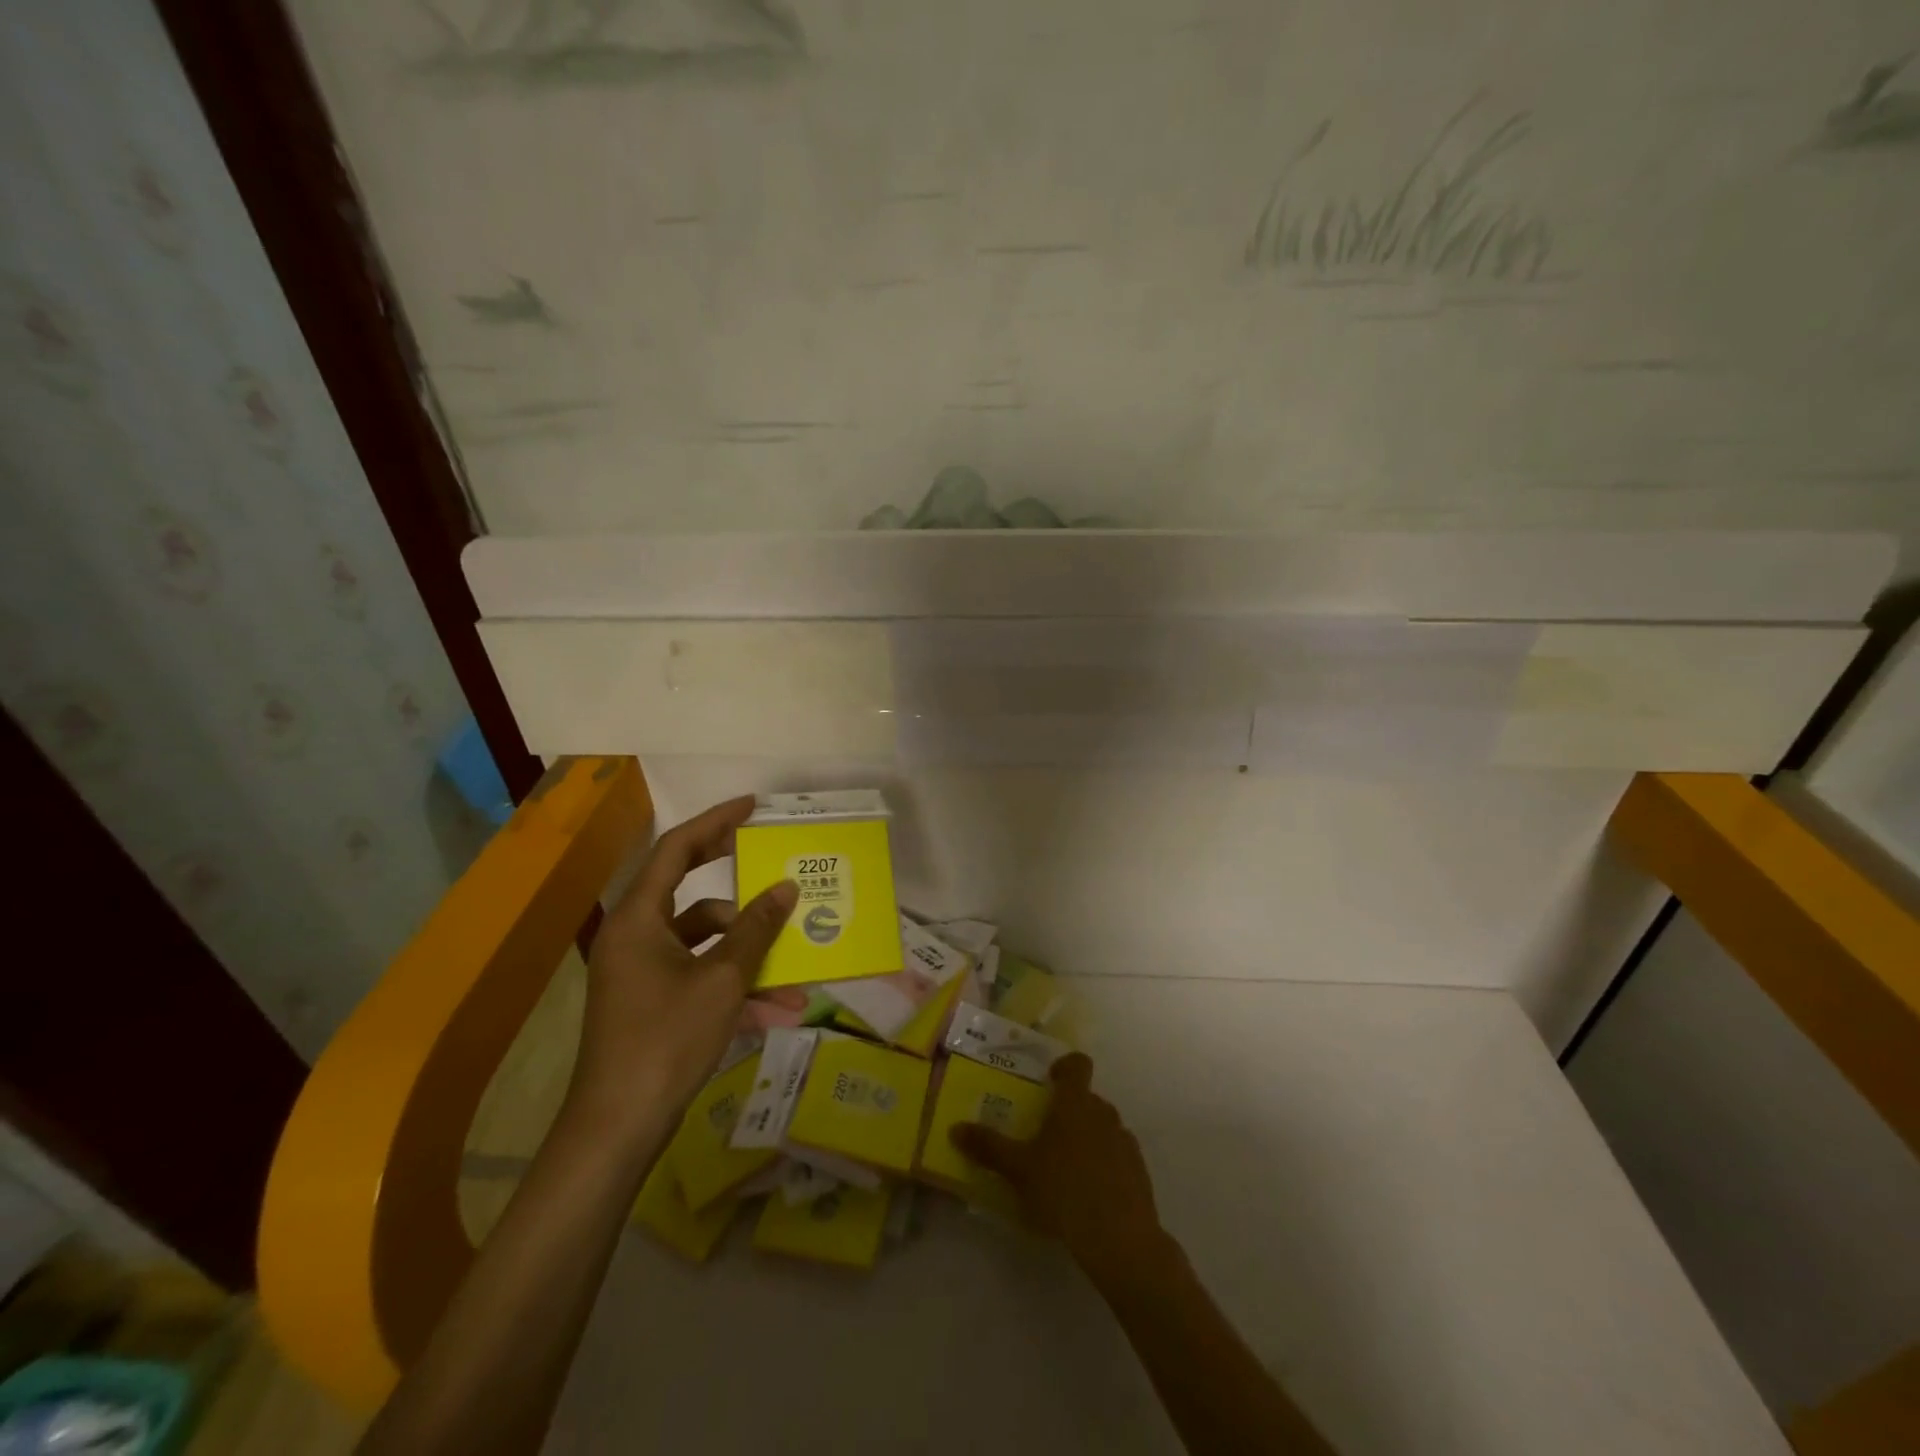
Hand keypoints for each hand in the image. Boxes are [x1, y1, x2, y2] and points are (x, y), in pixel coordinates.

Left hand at [566, 796, 797, 1141]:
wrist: (618, 1128)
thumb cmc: (666, 1039)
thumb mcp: (722, 980)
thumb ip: (756, 930)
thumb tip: (786, 888)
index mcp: (639, 919)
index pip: (675, 849)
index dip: (715, 822)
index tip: (751, 807)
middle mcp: (635, 937)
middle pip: (688, 891)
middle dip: (736, 881)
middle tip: (769, 858)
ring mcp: (642, 973)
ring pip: (703, 943)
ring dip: (748, 954)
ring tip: (794, 973)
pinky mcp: (652, 1004)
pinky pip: (699, 978)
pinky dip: (734, 987)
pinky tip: (777, 1012)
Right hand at [951, 1053, 1173, 1287]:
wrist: (1120, 1240)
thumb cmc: (1063, 1192)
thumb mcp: (1018, 1170)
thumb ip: (988, 1147)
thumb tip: (955, 1128)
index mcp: (1075, 1103)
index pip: (1078, 1064)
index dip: (1065, 1066)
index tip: (1050, 1080)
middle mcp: (1104, 1113)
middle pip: (1087, 1099)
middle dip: (1068, 1111)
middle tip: (1046, 1135)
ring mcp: (1125, 1141)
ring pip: (1103, 1127)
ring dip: (1087, 1137)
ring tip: (1066, 1168)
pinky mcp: (1139, 1171)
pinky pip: (1118, 1155)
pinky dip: (1105, 1164)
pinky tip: (1090, 1194)